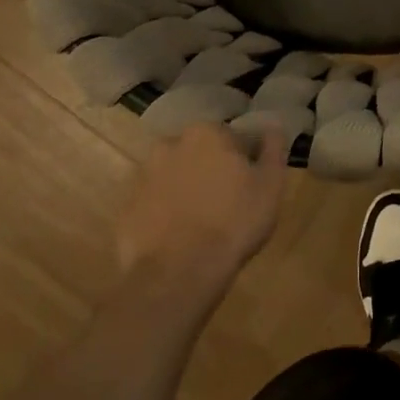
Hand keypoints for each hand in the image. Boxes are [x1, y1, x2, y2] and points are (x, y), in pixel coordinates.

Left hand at [115, 124, 287, 300]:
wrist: (178, 274)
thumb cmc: (233, 222)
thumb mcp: (271, 184)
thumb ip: (273, 148)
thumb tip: (272, 125)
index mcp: (206, 133)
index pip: (231, 136)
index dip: (243, 159)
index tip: (250, 182)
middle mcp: (169, 145)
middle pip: (198, 153)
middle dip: (211, 170)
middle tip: (227, 202)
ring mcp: (142, 177)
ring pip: (173, 177)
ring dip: (186, 190)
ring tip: (202, 223)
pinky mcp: (126, 209)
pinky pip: (153, 204)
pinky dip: (165, 214)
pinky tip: (179, 238)